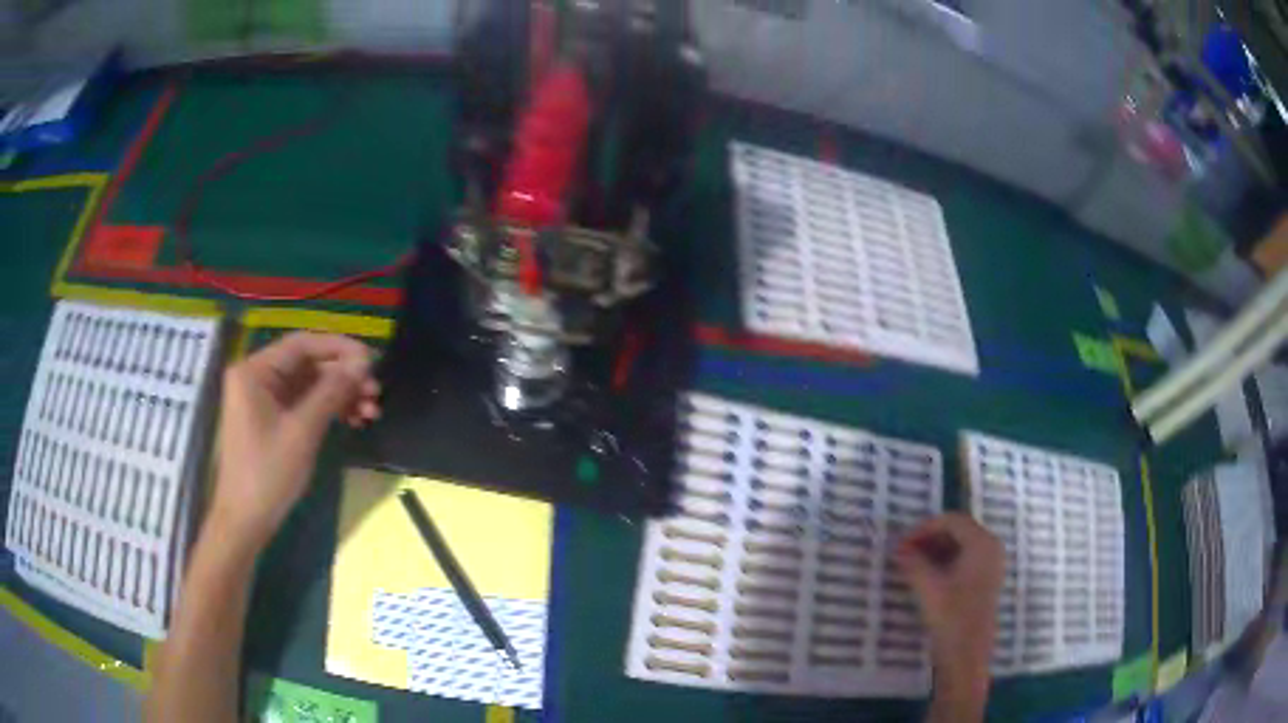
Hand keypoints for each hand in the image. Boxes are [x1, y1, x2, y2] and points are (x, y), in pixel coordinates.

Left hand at [209, 332, 379, 550]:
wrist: (246, 521)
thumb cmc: (268, 473)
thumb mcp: (302, 431)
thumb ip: (331, 392)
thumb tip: (363, 363)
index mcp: (255, 371)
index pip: (302, 344)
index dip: (339, 348)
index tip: (372, 360)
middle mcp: (257, 377)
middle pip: (307, 364)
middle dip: (343, 377)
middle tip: (376, 391)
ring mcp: (264, 399)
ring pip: (309, 385)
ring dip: (340, 395)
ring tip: (371, 411)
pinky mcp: (271, 419)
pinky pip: (304, 403)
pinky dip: (328, 409)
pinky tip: (353, 420)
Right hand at [895, 513, 1003, 717]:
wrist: (967, 656)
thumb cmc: (951, 618)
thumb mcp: (928, 588)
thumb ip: (913, 563)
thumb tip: (898, 548)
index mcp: (982, 543)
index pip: (952, 521)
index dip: (924, 528)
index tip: (902, 544)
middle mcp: (991, 547)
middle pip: (958, 530)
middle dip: (929, 539)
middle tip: (904, 553)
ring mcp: (991, 564)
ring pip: (961, 545)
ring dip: (935, 551)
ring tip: (911, 565)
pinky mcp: (986, 580)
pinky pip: (965, 559)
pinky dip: (945, 562)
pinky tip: (927, 577)